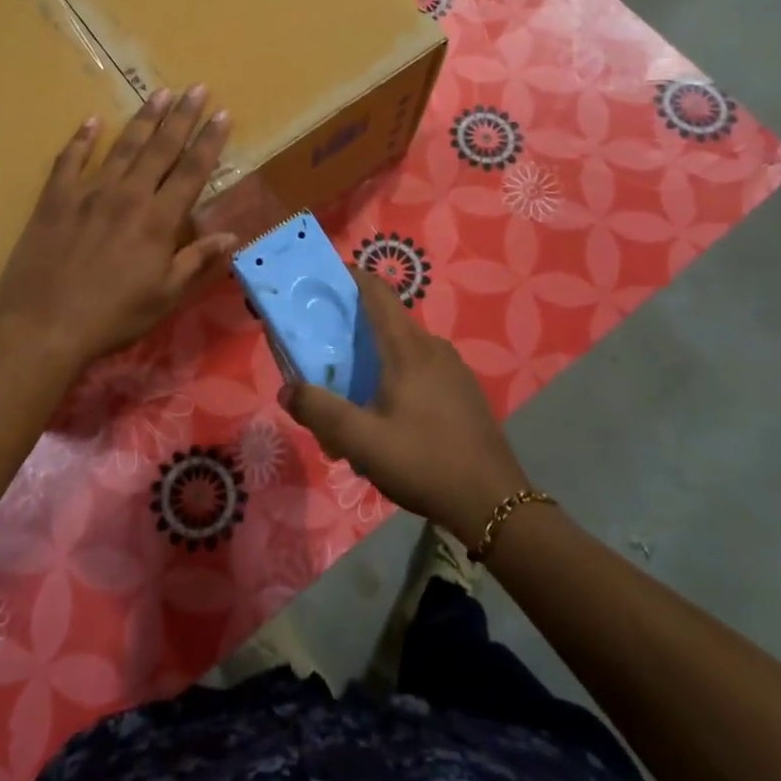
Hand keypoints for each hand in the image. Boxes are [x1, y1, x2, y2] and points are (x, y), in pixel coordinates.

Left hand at [0, 86, 237, 371]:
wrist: (43, 327)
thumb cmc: (113, 317)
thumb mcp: (165, 296)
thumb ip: (197, 261)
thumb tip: (232, 235)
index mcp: (159, 220)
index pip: (192, 171)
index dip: (210, 141)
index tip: (223, 114)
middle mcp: (128, 196)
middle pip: (161, 148)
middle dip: (182, 117)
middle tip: (196, 88)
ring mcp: (88, 193)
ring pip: (122, 147)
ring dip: (143, 119)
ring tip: (159, 94)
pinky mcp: (54, 200)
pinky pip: (70, 161)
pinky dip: (81, 140)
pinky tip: (92, 122)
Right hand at [280, 270, 530, 543]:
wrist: (493, 503)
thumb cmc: (424, 462)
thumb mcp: (361, 442)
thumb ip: (319, 411)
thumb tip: (286, 389)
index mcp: (408, 348)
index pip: (376, 291)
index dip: (349, 277)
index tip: (321, 282)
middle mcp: (432, 347)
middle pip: (385, 322)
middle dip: (351, 331)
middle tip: (321, 354)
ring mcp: (453, 369)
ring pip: (403, 350)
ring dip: (373, 362)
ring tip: (350, 398)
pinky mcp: (463, 391)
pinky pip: (421, 370)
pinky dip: (396, 379)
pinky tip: (387, 420)